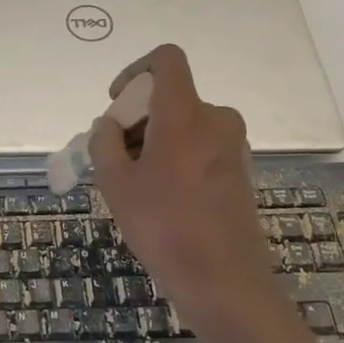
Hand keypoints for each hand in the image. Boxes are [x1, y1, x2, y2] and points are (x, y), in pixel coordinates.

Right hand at [88, 44, 278, 314]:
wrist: (224, 283)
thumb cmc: (164, 227)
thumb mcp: (115, 183)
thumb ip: (104, 143)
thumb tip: (108, 126)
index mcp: (185, 114)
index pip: (166, 59)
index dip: (135, 70)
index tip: (117, 104)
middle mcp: (215, 119)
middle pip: (169, 97)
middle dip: (136, 119)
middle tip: (115, 158)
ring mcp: (232, 145)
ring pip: (182, 123)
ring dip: (153, 140)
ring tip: (134, 184)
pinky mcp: (239, 169)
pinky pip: (199, 145)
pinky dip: (174, 157)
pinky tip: (161, 197)